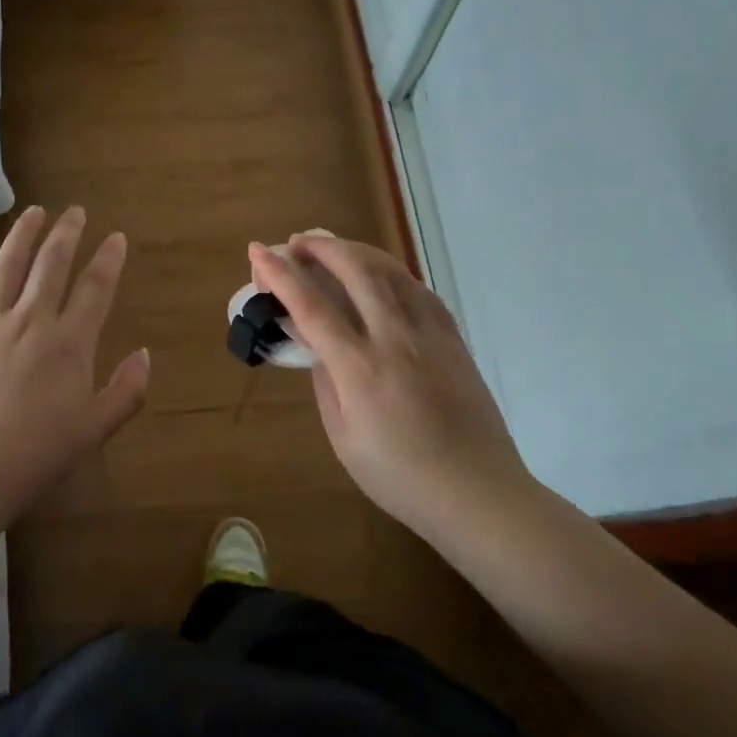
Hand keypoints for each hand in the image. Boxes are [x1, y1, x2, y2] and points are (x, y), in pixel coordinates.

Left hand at [0, 206, 149, 524]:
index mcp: (67, 344)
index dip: (109, 259)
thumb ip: (126, 390)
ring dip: (21, 236)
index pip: (95, 288)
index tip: (116, 238)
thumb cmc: (34, 459)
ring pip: (4, 267)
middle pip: (50, 265)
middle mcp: (28, 322)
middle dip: (67, 233)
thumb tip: (144, 353)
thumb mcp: (94, 431)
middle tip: (75, 211)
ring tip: (33, 212)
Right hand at [248, 234, 525, 529]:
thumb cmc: (400, 477)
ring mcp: (430, 334)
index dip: (280, 274)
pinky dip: (390, 271)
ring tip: (331, 247)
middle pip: (355, 270)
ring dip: (355, 250)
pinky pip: (418, 289)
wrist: (478, 493)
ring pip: (390, 271)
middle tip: (295, 243)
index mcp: (360, 368)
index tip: (258, 251)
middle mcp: (395, 339)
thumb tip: (313, 341)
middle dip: (320, 246)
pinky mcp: (453, 339)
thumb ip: (325, 381)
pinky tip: (378, 274)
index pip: (311, 306)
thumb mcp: (344, 437)